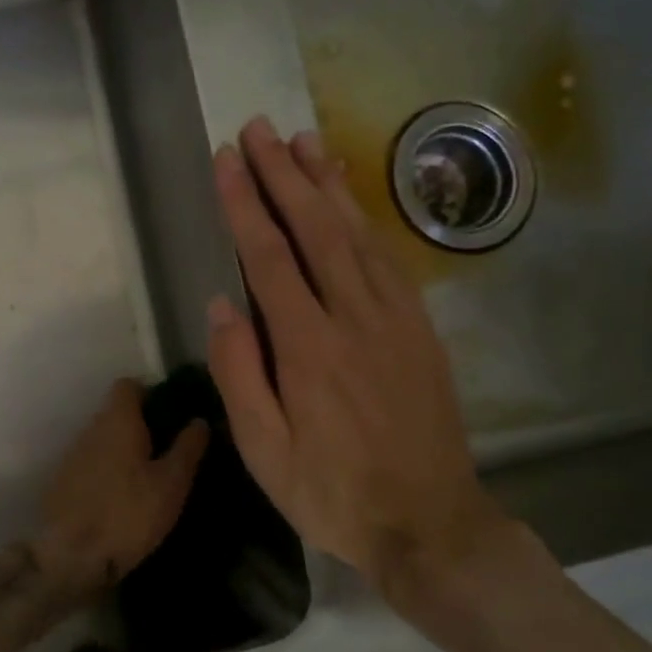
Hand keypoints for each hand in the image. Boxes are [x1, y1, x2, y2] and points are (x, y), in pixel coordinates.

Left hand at [36, 379, 208, 594]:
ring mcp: (72, 456)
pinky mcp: (62, 483)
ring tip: (149, 478)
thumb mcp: (171, 483)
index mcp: (117, 420)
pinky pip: (91, 464)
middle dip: (141, 426)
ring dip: (124, 451)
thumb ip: (187, 448)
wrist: (71, 559)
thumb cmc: (129, 514)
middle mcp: (90, 429)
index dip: (151, 394)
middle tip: (169, 452)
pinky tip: (123, 499)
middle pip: (116, 413)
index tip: (172, 416)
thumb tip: (199, 420)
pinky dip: (108, 472)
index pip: (129, 385)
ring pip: (104, 440)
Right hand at [206, 117, 527, 600]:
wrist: (430, 522)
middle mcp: (353, 317)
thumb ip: (239, 373)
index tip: (227, 159)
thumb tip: (222, 303)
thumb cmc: (333, 493)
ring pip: (356, 233)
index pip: (269, 256)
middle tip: (258, 128)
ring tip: (302, 139)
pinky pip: (388, 257)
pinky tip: (349, 197)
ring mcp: (395, 318)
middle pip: (314, 228)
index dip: (246, 202)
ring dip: (327, 182)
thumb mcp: (265, 453)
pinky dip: (365, 217)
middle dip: (283, 173)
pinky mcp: (420, 327)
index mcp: (308, 348)